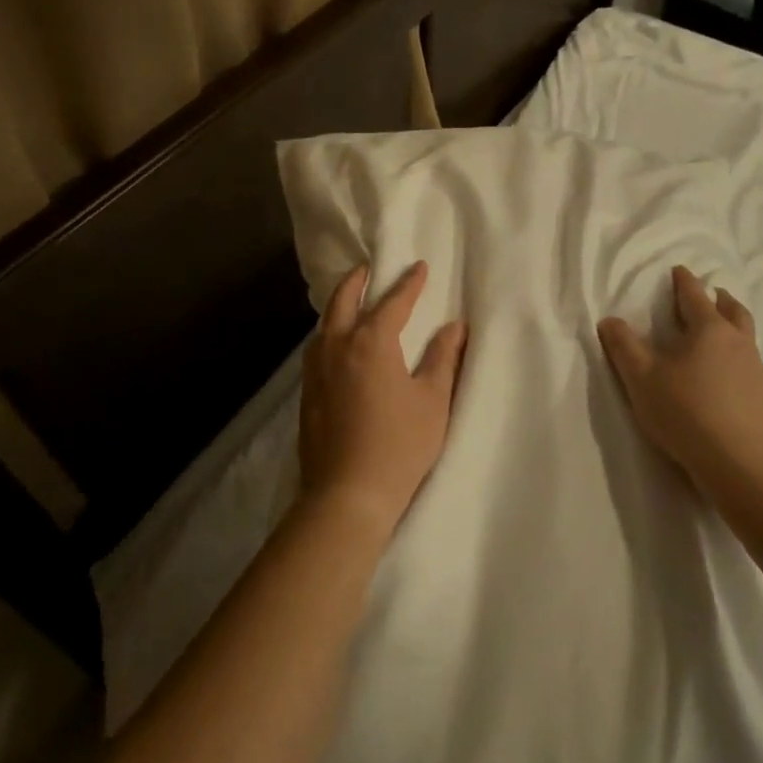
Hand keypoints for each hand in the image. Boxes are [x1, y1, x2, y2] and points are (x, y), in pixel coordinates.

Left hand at [299, 261, 466, 538]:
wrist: (347, 495)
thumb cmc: (399, 445)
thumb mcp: (433, 400)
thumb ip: (443, 358)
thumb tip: (455, 326)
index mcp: (371, 343)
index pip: (393, 302)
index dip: (408, 284)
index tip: (419, 267)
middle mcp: (337, 347)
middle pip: (343, 301)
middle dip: (358, 281)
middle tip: (369, 268)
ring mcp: (316, 371)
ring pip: (324, 324)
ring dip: (339, 305)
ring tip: (351, 300)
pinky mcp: (307, 394)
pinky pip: (317, 348)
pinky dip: (329, 332)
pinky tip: (337, 344)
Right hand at [598, 266, 762, 504]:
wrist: (741, 465)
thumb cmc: (686, 414)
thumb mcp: (641, 380)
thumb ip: (624, 347)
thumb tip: (609, 320)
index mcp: (709, 331)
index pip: (694, 297)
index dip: (684, 282)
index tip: (680, 270)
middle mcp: (739, 344)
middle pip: (733, 311)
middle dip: (721, 299)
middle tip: (714, 294)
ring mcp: (760, 372)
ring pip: (748, 340)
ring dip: (736, 330)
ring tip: (724, 337)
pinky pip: (755, 372)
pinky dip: (742, 366)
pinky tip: (734, 385)